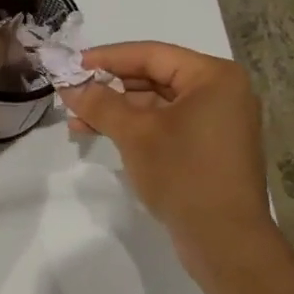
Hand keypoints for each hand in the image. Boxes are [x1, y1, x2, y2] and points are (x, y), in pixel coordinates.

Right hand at [60, 41, 275, 255]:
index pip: (151, 54)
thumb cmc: (183, 174)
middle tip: (71, 94)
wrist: (225, 240)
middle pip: (155, 77)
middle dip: (110, 87)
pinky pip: (167, 126)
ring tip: (77, 120)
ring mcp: (218, 122)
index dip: (107, 58)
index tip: (71, 65)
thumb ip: (100, 104)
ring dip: (118, 110)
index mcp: (214, 77)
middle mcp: (221, 92)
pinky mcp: (209, 149)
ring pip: (158, 105)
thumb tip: (69, 85)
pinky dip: (136, 128)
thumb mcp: (135, 134)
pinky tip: (104, 135)